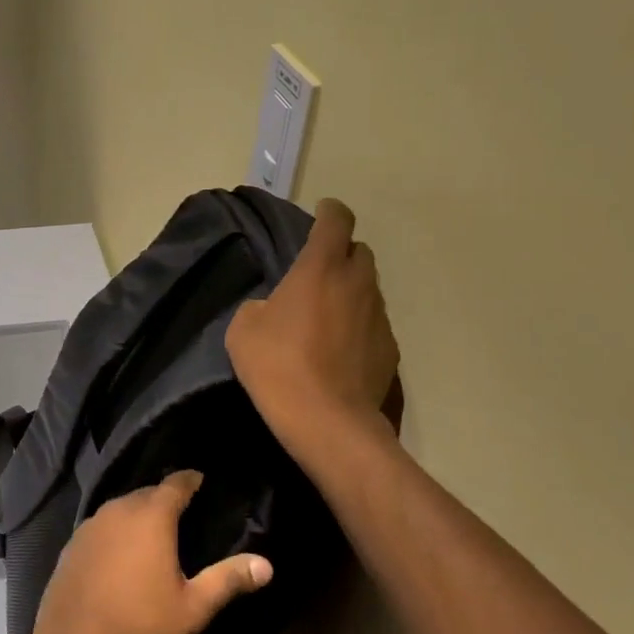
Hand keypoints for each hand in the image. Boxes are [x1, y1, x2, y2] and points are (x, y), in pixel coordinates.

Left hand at [23, 472, 273, 633]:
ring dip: (138, 513)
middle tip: (183, 510)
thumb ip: (228, 580)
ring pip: (121, 508)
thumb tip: (267, 565)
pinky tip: (120, 552)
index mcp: (151, 516)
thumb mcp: (194, 607)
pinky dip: (115, 531)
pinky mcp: (72, 544)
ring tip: (153, 529)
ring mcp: (90, 525)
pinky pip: (101, 526)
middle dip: (165, 497)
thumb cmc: (142, 624)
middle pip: (147, 493)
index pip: (175, 483)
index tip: (201, 479)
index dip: (191, 479)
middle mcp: (119, 509)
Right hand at [227, 198, 398, 437]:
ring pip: (368, 289)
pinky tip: (339, 351)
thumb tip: (273, 309)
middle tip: (318, 273)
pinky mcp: (390, 349)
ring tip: (326, 316)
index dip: (330, 212)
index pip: (337, 220)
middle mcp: (358, 283)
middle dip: (342, 254)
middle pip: (360, 252)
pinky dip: (358, 326)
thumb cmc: (278, 365)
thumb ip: (260, 305)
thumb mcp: (244, 329)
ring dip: (350, 292)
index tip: (322, 213)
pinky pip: (373, 324)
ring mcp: (379, 316)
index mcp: (321, 268)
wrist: (327, 421)